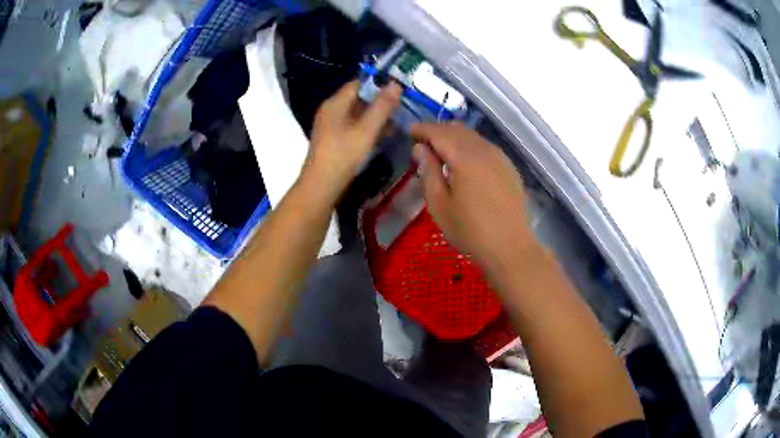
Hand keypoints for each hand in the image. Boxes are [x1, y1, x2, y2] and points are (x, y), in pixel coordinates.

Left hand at [307, 80, 401, 196]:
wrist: (321, 186)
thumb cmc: (343, 155)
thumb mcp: (366, 130)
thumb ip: (382, 106)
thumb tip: (396, 84)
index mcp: (335, 103)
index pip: (359, 83)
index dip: (379, 84)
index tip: (399, 89)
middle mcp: (331, 110)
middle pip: (358, 98)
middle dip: (380, 102)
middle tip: (402, 107)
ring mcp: (331, 125)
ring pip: (357, 113)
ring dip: (376, 117)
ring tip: (397, 123)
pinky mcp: (333, 139)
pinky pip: (353, 126)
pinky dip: (368, 128)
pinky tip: (383, 136)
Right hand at [411, 123, 539, 280]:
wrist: (510, 247)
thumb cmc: (470, 230)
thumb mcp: (439, 205)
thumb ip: (428, 172)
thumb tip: (420, 148)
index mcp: (465, 158)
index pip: (439, 132)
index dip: (422, 129)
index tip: (409, 132)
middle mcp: (485, 150)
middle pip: (457, 129)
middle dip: (438, 131)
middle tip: (422, 142)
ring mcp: (500, 157)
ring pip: (473, 136)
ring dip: (454, 137)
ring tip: (441, 151)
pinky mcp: (509, 167)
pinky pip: (485, 147)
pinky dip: (469, 146)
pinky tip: (464, 163)